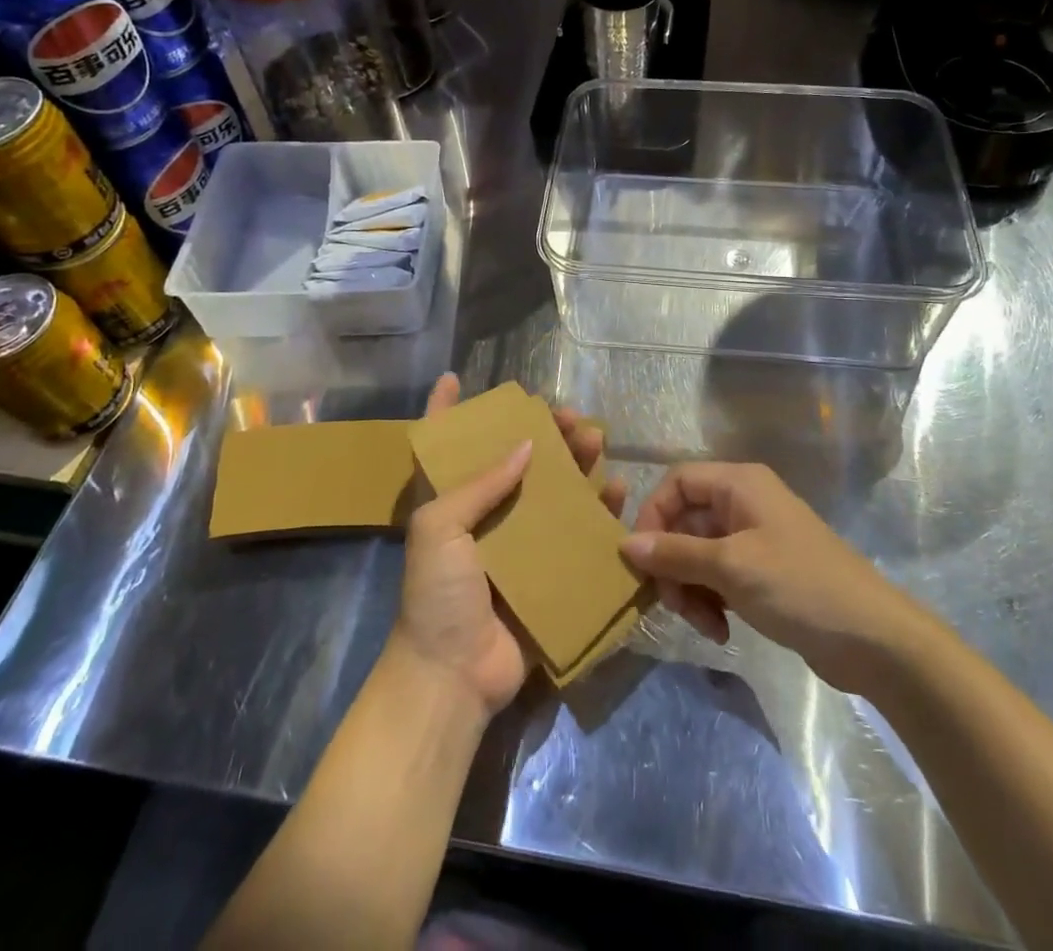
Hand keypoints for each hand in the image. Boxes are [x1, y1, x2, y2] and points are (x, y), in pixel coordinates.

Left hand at [390, 374, 623, 717]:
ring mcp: (519, 545)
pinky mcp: (548, 573)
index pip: (441, 446)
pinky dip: (598, 513)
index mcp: (450, 503)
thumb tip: (528, 446)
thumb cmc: (436, 594)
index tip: (454, 377)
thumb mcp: (440, 527)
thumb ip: (481, 484)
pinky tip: (615, 491)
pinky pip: (577, 535)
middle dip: (542, 433)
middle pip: (515, 461)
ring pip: (552, 492)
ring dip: (576, 464)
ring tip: (596, 441)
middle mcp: (486, 516)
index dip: (444, 410)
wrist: (453, 676)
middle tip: (571, 416)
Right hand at [619, 461, 905, 691]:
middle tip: (672, 604)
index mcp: (739, 483)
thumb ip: (675, 553)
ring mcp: (755, 538)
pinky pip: (719, 576)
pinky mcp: (763, 572)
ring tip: (703, 625)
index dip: (653, 515)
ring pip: (698, 553)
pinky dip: (711, 600)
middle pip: (685, 521)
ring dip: (690, 588)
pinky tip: (721, 631)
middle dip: (673, 563)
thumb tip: (625, 544)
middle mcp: (744, 502)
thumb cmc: (798, 586)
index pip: (676, 482)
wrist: (872, 638)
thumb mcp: (730, 567)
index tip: (642, 559)